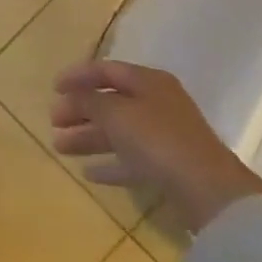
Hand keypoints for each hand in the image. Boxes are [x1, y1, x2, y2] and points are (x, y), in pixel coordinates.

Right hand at [50, 58, 261, 232]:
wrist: (209, 191)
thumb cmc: (157, 139)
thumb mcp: (114, 112)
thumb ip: (88, 100)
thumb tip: (72, 96)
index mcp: (148, 82)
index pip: (105, 69)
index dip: (76, 76)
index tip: (52, 89)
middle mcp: (157, 103)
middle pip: (109, 101)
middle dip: (78, 111)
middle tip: (53, 121)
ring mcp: (165, 136)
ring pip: (117, 131)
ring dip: (87, 137)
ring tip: (60, 147)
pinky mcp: (168, 166)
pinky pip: (131, 159)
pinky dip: (109, 163)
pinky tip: (88, 173)